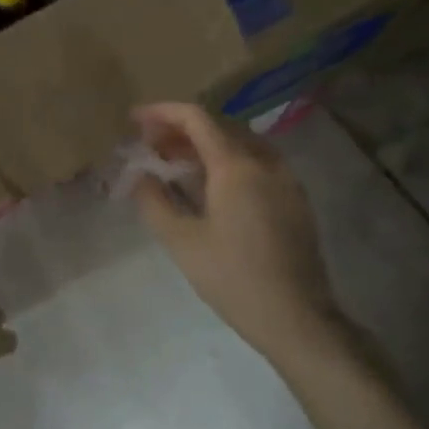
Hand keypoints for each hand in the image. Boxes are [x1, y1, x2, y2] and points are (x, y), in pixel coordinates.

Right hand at [130, 103, 347, 362]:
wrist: (294, 315)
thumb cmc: (231, 277)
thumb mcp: (180, 240)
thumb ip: (154, 201)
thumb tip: (141, 176)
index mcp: (236, 166)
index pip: (197, 119)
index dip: (162, 113)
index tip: (134, 119)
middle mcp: (266, 162)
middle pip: (220, 126)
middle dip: (181, 130)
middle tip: (149, 145)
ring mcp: (285, 180)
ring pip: (240, 144)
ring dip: (204, 145)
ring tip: (174, 163)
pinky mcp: (294, 199)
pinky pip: (255, 164)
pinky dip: (225, 161)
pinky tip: (207, 186)